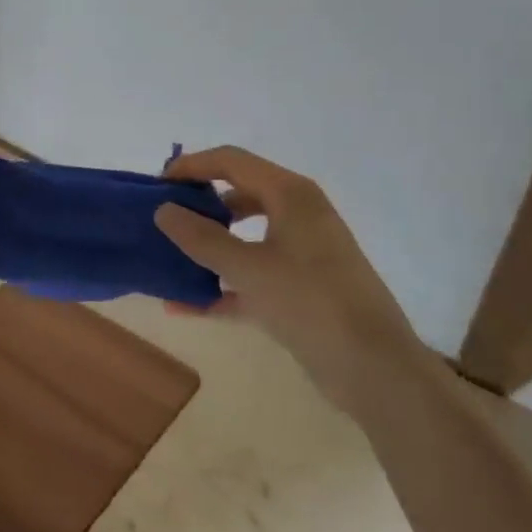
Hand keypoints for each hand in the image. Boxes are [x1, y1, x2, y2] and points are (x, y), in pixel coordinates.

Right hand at [155, 147, 428, 414]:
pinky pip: (250, 276)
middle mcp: (297, 215)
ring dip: (206, 246)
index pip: (231, 161)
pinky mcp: (299, 289)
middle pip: (236, 194)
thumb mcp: (248, 268)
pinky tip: (183, 305)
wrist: (376, 369)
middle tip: (161, 219)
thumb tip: (163, 210)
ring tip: (168, 257)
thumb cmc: (311, 303)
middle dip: (197, 205)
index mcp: (290, 195)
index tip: (156, 185)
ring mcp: (300, 253)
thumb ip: (201, 238)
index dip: (191, 167)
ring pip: (243, 237)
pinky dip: (220, 286)